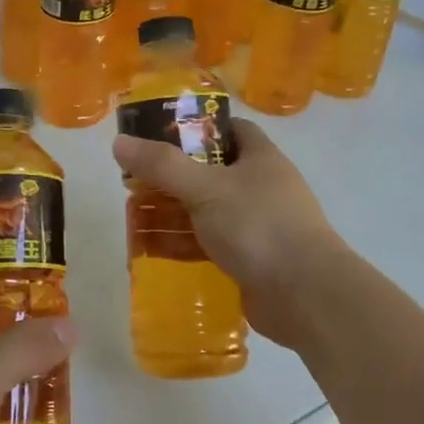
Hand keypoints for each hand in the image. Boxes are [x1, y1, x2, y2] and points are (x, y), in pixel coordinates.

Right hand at [112, 117, 349, 348]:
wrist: (304, 295)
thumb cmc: (258, 226)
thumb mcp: (205, 188)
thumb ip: (161, 165)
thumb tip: (119, 142)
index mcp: (260, 158)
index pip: (229, 130)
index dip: (196, 128)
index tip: (159, 136)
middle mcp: (261, 187)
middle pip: (209, 173)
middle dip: (171, 178)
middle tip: (134, 184)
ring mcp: (257, 226)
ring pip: (206, 212)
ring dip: (172, 215)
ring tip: (133, 219)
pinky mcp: (250, 260)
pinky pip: (209, 245)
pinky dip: (182, 246)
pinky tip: (152, 252)